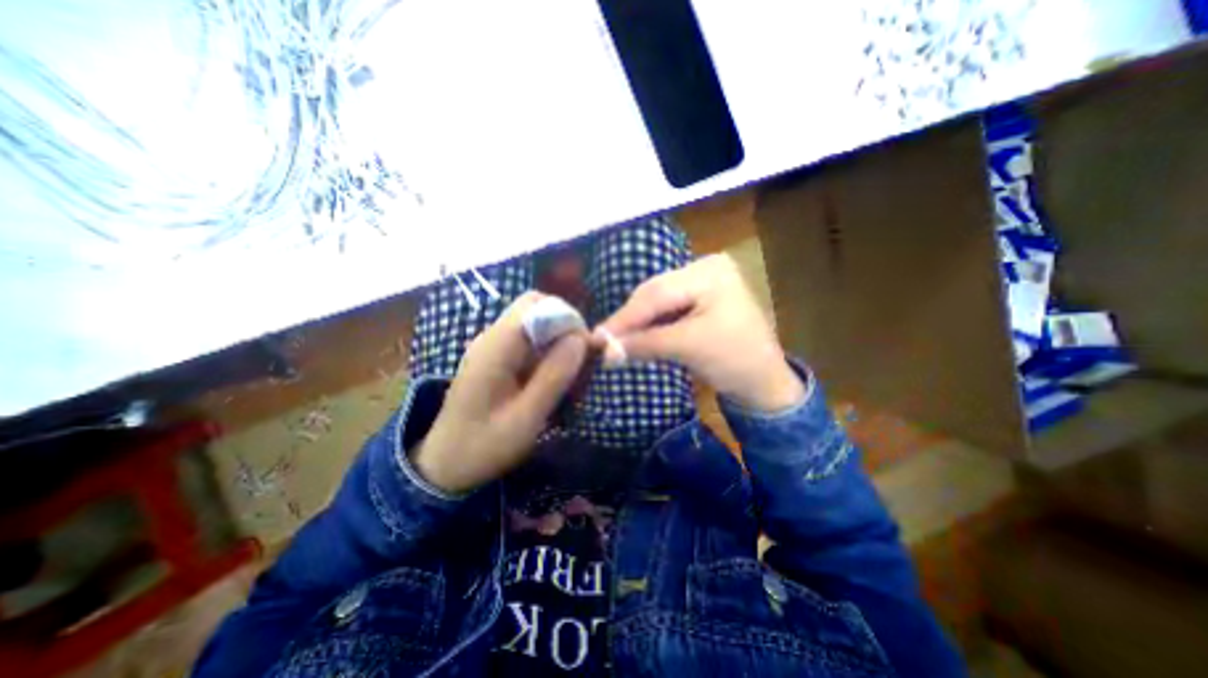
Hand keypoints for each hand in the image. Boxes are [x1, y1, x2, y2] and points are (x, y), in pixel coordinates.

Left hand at [410, 291, 589, 492]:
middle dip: (565, 328)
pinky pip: (528, 342)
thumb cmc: (485, 445)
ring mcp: (493, 347)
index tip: (585, 348)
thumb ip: (554, 376)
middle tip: (580, 360)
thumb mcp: (526, 417)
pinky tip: (553, 379)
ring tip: (571, 374)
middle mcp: (493, 337)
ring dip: (558, 341)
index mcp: (496, 346)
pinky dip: (547, 353)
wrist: (445, 465)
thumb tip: (581, 338)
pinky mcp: (496, 359)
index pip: (536, 305)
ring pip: (535, 325)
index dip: (566, 318)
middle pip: (536, 309)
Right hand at [593, 254, 799, 413]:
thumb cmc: (736, 361)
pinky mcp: (697, 300)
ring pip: (656, 303)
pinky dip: (648, 326)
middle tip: (601, 342)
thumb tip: (604, 350)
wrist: (764, 382)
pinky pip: (665, 311)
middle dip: (629, 320)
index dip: (625, 317)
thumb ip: (645, 344)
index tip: (596, 337)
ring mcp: (700, 283)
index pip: (657, 293)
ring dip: (636, 324)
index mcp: (710, 272)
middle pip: (654, 294)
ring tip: (613, 341)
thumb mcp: (689, 348)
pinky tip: (634, 337)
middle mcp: (703, 269)